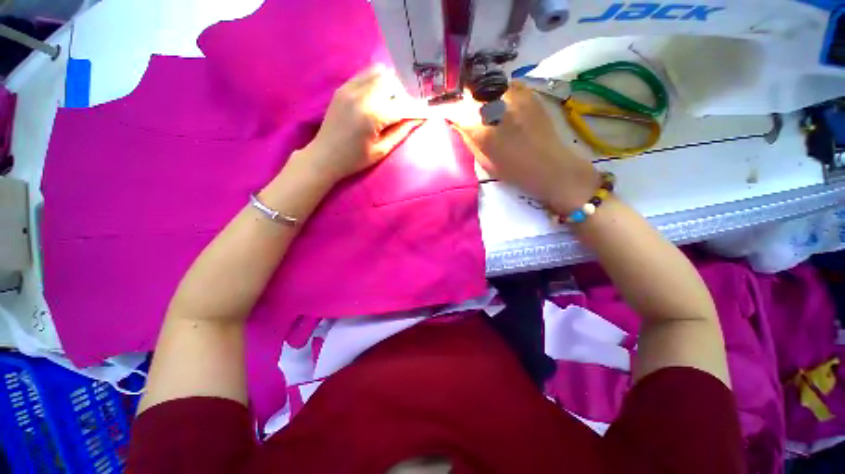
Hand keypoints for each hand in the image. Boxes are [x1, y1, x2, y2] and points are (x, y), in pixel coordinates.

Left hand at [300, 66, 424, 183]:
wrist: (324, 156)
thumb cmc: (355, 159)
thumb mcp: (382, 150)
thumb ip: (401, 131)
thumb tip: (419, 118)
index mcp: (372, 115)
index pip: (403, 104)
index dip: (417, 107)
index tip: (427, 110)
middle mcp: (361, 95)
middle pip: (392, 81)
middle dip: (404, 92)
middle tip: (408, 106)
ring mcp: (349, 88)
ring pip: (379, 72)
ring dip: (391, 84)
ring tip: (393, 101)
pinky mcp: (343, 87)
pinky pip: (365, 74)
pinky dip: (377, 81)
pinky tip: (379, 96)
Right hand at [446, 83, 598, 213]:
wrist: (549, 165)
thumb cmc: (513, 170)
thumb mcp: (483, 160)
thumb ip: (468, 138)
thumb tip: (457, 122)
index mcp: (481, 128)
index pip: (455, 110)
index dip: (449, 111)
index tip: (449, 116)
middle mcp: (495, 105)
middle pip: (470, 94)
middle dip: (465, 103)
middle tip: (468, 114)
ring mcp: (513, 95)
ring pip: (487, 87)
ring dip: (482, 97)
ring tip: (487, 111)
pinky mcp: (527, 91)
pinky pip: (505, 86)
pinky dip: (499, 94)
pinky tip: (503, 107)